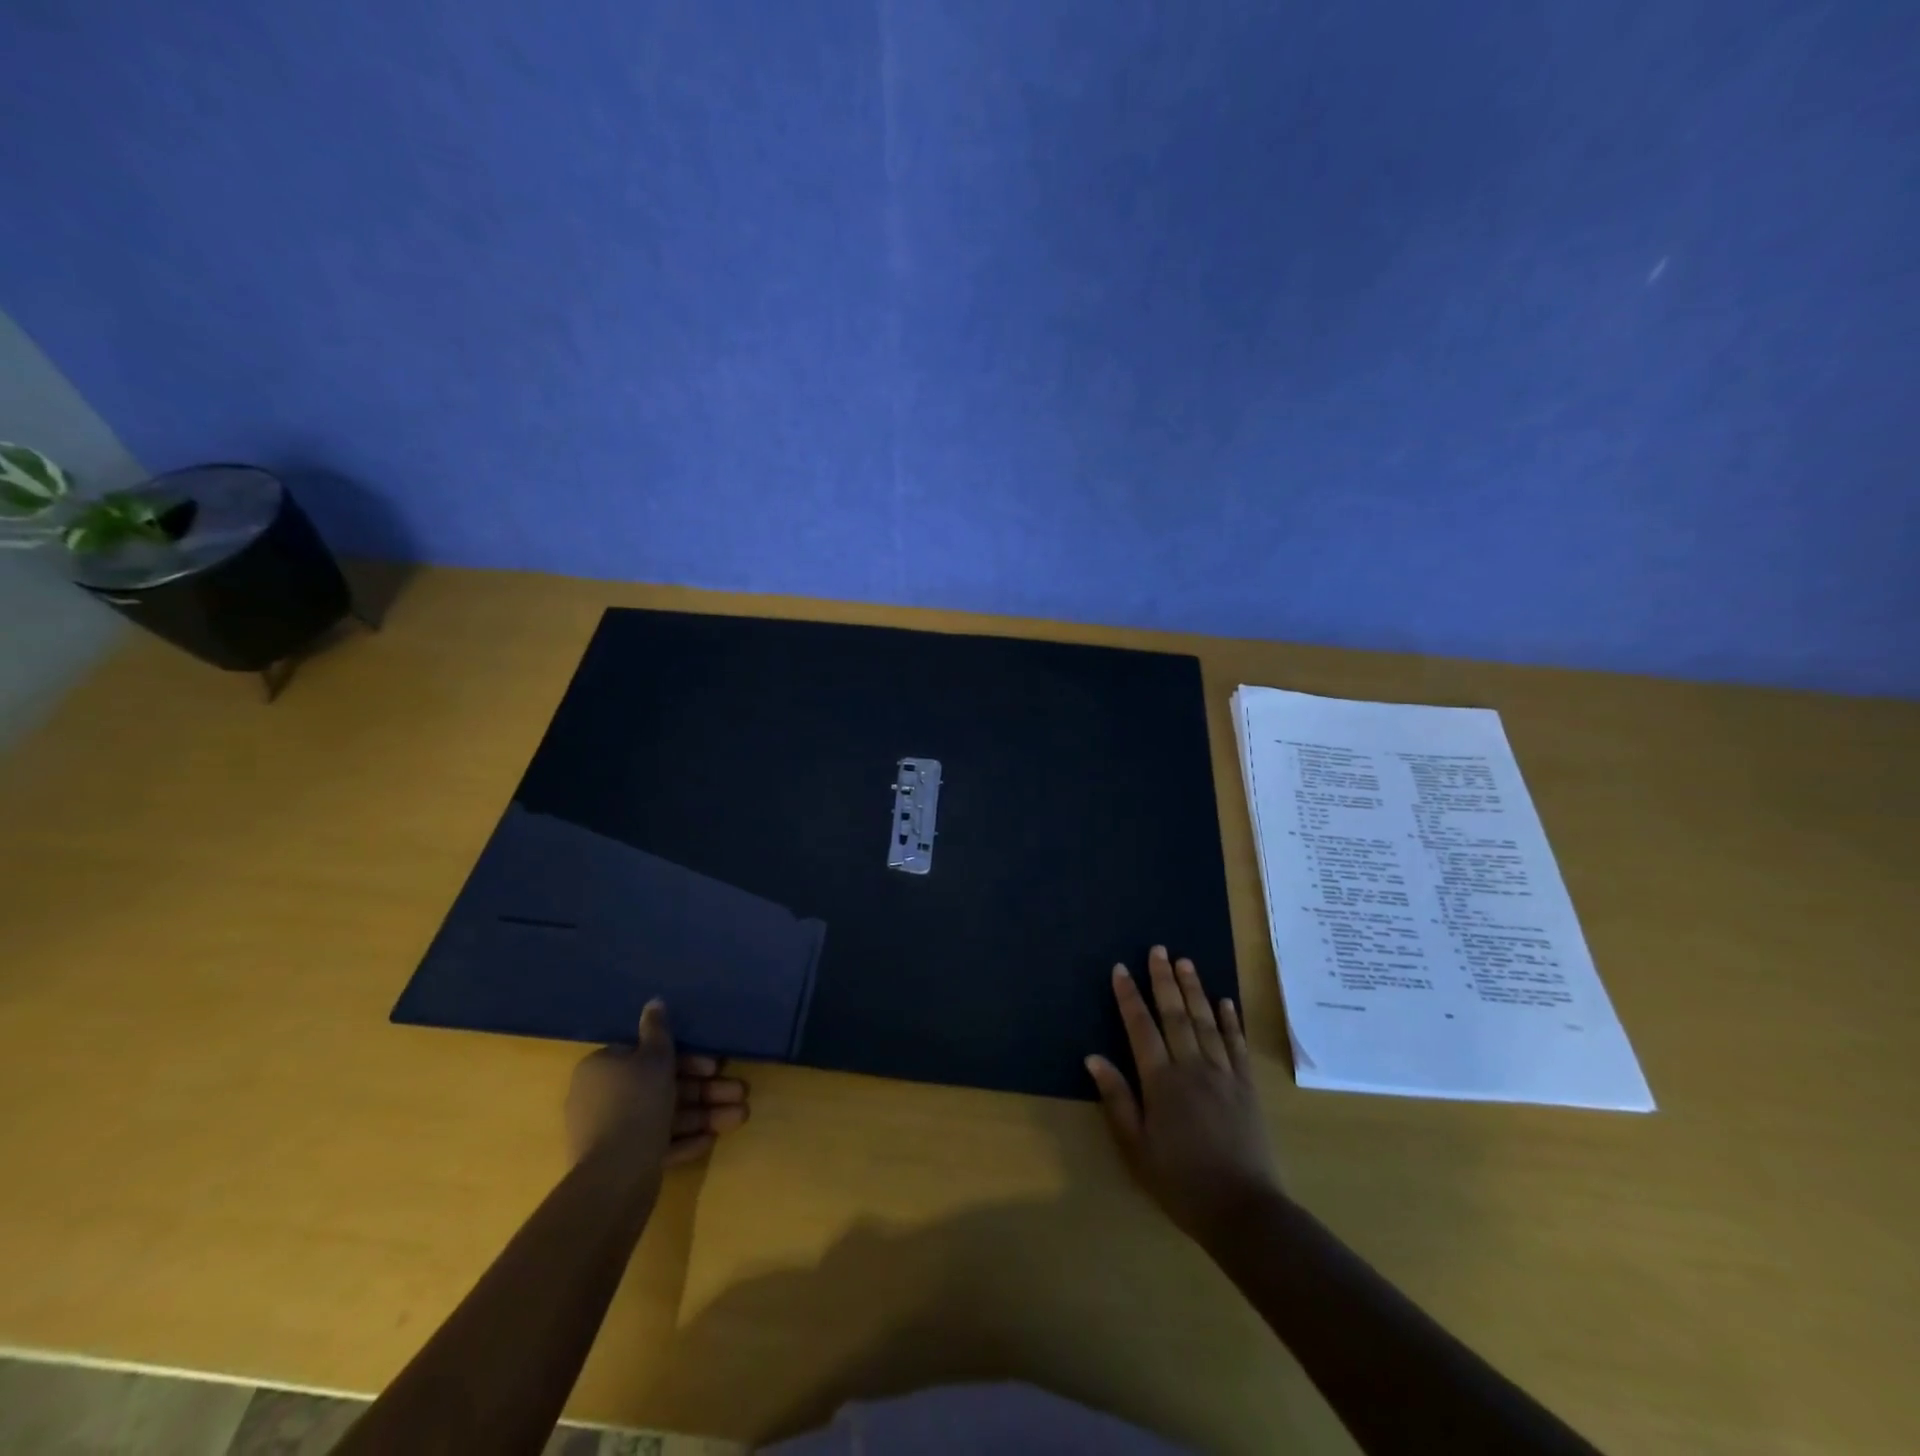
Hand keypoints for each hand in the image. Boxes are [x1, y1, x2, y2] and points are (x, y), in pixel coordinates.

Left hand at [566, 1000, 749, 1170]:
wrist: (615, 1175)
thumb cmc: (638, 1102)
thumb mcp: (655, 1058)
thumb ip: (658, 1030)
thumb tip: (654, 1001)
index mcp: (603, 1068)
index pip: (648, 1055)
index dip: (688, 1059)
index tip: (716, 1066)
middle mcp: (603, 1098)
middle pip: (662, 1087)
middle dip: (706, 1091)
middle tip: (740, 1092)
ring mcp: (610, 1133)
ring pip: (665, 1116)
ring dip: (703, 1115)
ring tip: (740, 1117)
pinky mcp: (620, 1163)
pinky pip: (656, 1143)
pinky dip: (683, 1139)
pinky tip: (711, 1140)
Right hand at [1085, 946, 1278, 1245]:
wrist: (1243, 1211)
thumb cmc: (1180, 1181)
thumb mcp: (1136, 1148)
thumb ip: (1117, 1099)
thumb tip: (1093, 1058)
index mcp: (1161, 1082)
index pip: (1141, 1028)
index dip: (1129, 996)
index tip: (1121, 968)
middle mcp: (1192, 1067)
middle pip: (1175, 1014)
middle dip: (1164, 979)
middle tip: (1159, 949)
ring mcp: (1224, 1074)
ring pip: (1206, 1021)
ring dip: (1195, 989)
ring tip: (1186, 961)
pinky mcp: (1247, 1087)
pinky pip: (1237, 1044)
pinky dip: (1229, 1020)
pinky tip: (1225, 1001)